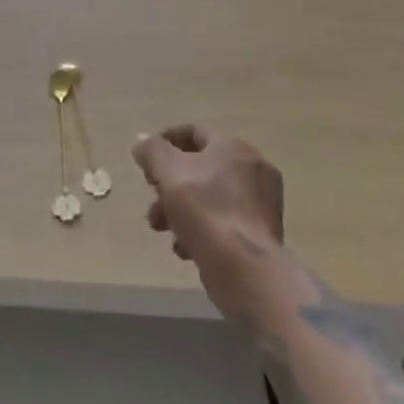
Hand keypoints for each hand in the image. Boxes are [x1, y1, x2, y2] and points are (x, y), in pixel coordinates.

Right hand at [133, 125, 284, 319]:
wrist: (246, 270)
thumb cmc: (205, 210)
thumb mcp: (169, 172)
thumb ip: (152, 151)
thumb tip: (143, 141)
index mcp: (233, 146)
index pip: (193, 133)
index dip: (164, 143)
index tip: (144, 163)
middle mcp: (252, 169)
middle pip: (200, 168)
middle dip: (169, 184)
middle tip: (152, 201)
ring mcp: (260, 204)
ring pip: (209, 197)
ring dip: (180, 209)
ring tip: (162, 229)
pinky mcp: (261, 235)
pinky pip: (223, 222)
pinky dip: (202, 229)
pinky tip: (185, 248)